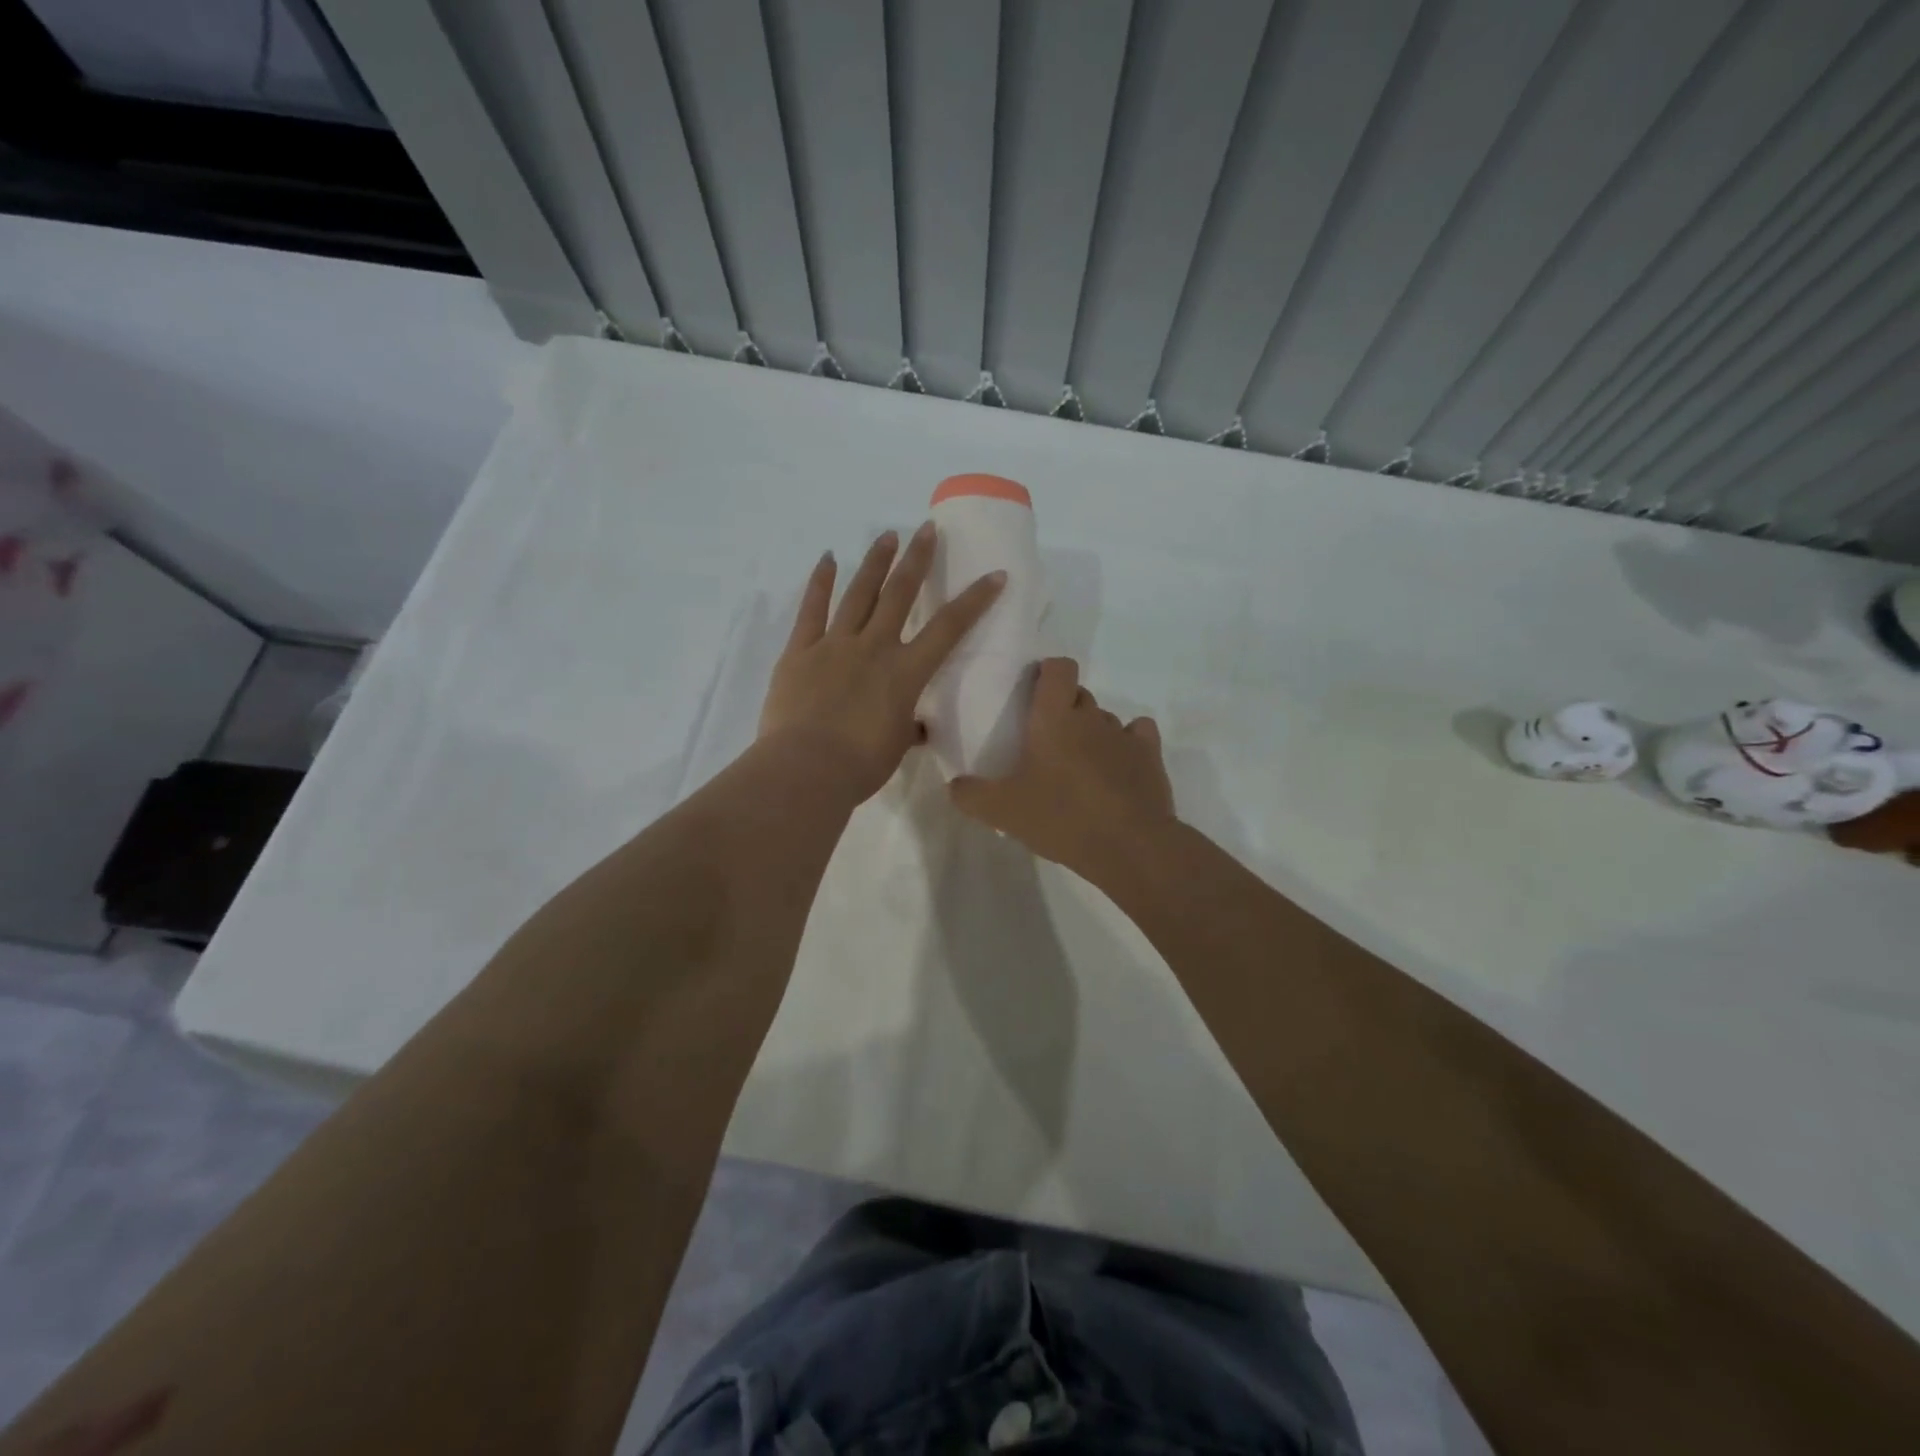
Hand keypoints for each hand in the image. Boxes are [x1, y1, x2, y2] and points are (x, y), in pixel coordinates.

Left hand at [759, 523, 1003, 802]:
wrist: (806, 769)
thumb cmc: (861, 766)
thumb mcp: (896, 747)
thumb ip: (908, 728)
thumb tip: (918, 727)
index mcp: (905, 672)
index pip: (949, 628)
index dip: (975, 600)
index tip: (994, 575)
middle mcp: (874, 647)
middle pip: (900, 594)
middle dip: (917, 559)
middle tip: (927, 529)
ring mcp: (834, 644)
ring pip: (859, 594)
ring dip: (875, 562)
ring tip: (887, 536)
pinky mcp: (800, 651)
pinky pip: (811, 610)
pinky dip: (820, 582)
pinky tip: (828, 559)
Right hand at [950, 657, 1175, 880]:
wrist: (1128, 845)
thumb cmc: (1060, 817)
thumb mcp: (1002, 811)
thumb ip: (971, 795)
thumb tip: (954, 785)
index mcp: (1054, 718)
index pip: (1059, 668)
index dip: (1049, 672)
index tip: (1035, 691)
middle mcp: (1091, 717)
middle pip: (1080, 694)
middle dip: (1065, 708)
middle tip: (1047, 740)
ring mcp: (1124, 736)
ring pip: (1106, 718)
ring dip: (1093, 732)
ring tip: (1081, 764)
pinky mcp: (1150, 757)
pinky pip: (1139, 734)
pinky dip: (1128, 743)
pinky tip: (1118, 764)